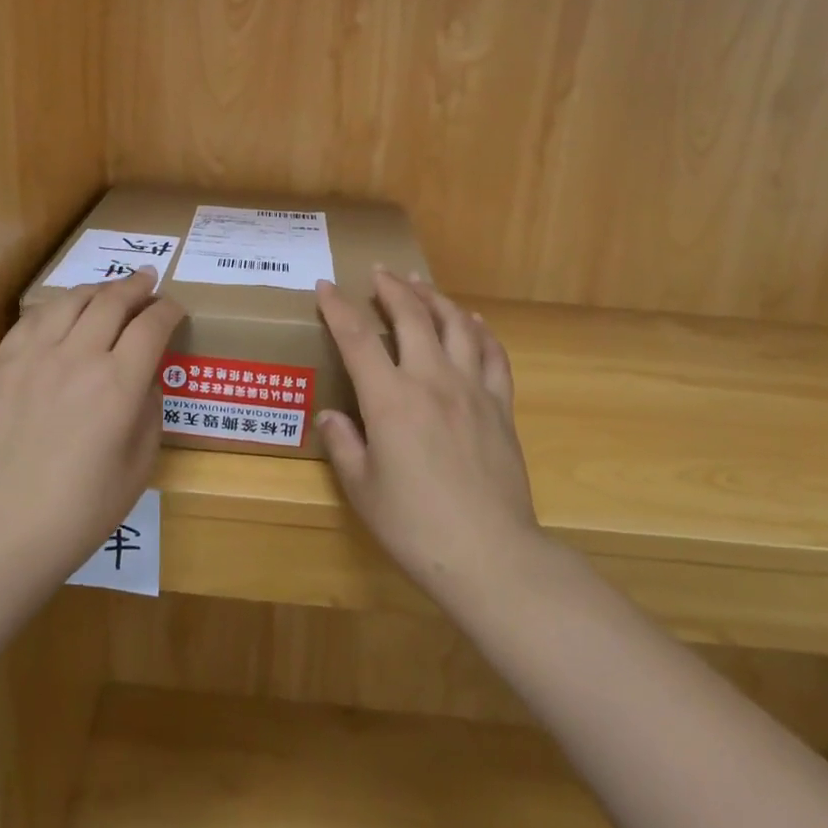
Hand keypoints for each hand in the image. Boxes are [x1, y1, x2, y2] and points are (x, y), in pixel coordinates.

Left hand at [0, 267, 183, 593]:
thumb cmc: (79, 513)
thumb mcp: (138, 468)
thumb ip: (148, 412)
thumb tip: (144, 378)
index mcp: (118, 385)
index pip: (152, 325)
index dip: (169, 310)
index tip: (176, 309)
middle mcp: (78, 358)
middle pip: (112, 300)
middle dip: (136, 286)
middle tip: (148, 280)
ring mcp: (33, 357)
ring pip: (71, 300)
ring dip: (97, 289)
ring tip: (109, 290)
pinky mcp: (1, 366)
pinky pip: (32, 319)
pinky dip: (56, 307)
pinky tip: (62, 312)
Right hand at [316, 270, 539, 598]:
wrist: (489, 554)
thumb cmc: (415, 526)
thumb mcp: (362, 489)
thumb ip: (343, 444)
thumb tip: (331, 415)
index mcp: (390, 399)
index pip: (357, 338)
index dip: (338, 308)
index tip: (326, 286)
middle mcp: (432, 380)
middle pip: (413, 316)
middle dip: (392, 288)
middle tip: (380, 272)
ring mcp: (472, 390)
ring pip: (456, 325)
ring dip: (435, 298)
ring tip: (421, 284)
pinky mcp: (501, 406)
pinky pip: (494, 355)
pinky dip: (481, 331)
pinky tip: (474, 321)